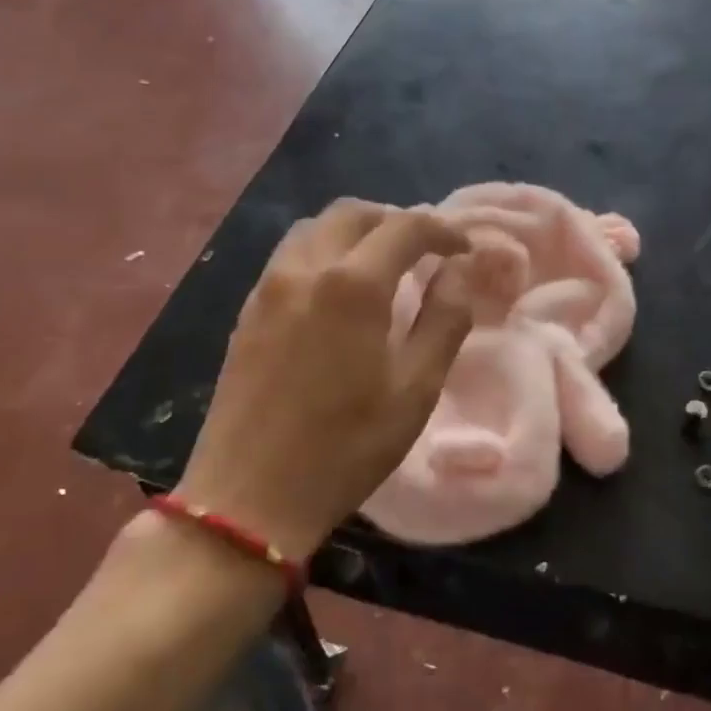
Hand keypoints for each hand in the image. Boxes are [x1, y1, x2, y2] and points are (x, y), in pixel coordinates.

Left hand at [175, 200, 474, 558]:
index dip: (442, 230)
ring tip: (381, 263)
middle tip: (424, 250)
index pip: (405, 227)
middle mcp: (305, 269)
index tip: (463, 248)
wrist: (250, 497)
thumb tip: (457, 271)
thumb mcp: (415, 389)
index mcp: (353, 284)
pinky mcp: (247, 311)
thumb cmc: (346, 447)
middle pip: (353, 213)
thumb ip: (444, 319)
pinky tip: (337, 290)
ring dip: (355, 232)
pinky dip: (323, 251)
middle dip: (395, 221)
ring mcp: (268, 287)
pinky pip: (289, 256)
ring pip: (315, 229)